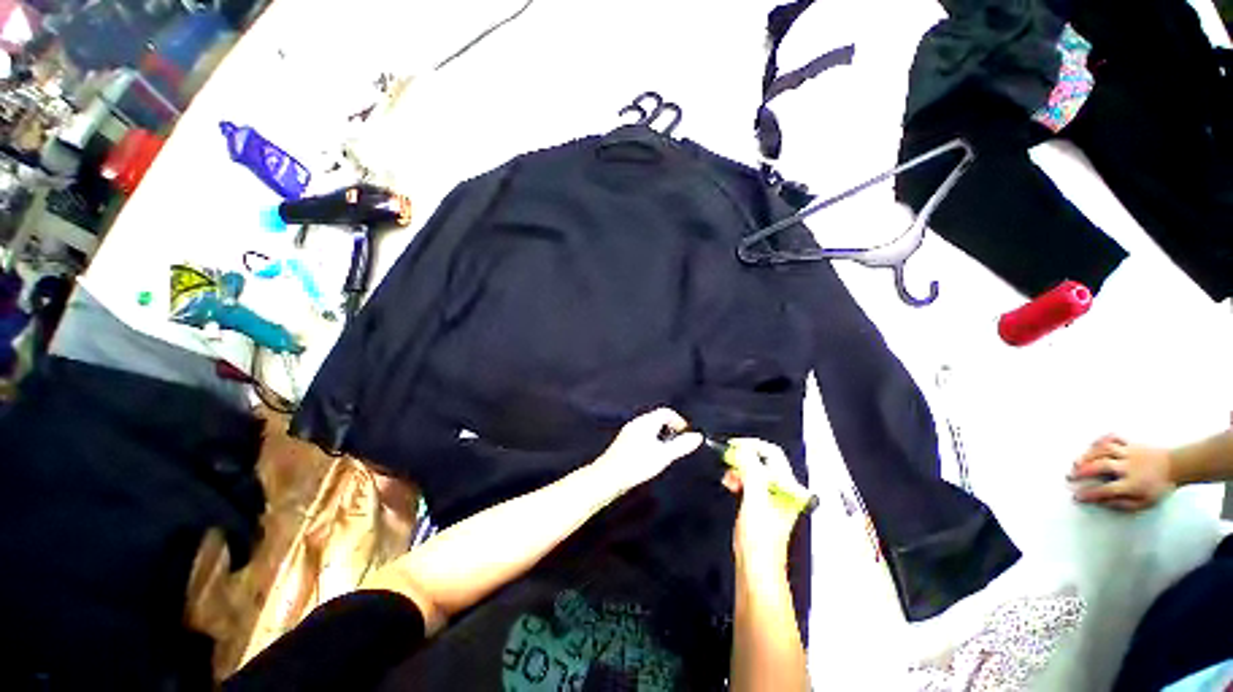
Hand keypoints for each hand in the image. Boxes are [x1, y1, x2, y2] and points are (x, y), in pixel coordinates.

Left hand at [593, 408, 702, 491]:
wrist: (608, 477)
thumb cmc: (637, 464)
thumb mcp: (663, 455)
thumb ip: (681, 445)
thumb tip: (698, 436)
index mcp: (646, 422)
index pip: (665, 412)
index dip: (679, 420)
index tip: (687, 434)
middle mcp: (636, 423)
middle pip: (657, 418)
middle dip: (670, 428)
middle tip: (680, 442)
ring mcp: (628, 432)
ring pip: (649, 428)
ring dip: (661, 435)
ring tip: (668, 451)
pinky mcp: (623, 443)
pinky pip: (642, 435)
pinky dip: (652, 441)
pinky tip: (652, 456)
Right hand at [721, 439, 804, 571]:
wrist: (756, 568)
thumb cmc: (758, 538)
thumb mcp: (754, 500)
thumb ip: (751, 471)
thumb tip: (742, 449)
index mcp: (788, 487)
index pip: (772, 453)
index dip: (752, 445)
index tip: (732, 445)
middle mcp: (783, 489)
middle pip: (763, 461)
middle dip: (743, 458)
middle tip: (726, 460)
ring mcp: (773, 497)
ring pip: (754, 470)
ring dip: (739, 469)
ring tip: (727, 478)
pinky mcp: (761, 504)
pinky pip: (750, 481)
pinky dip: (739, 479)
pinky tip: (730, 485)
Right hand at [1069, 434, 1175, 511]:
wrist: (1178, 465)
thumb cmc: (1159, 486)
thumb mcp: (1146, 502)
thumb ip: (1124, 504)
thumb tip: (1104, 502)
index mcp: (1132, 484)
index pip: (1107, 490)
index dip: (1090, 494)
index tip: (1077, 497)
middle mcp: (1128, 467)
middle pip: (1102, 466)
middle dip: (1084, 470)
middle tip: (1070, 475)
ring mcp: (1129, 452)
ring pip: (1104, 450)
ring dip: (1088, 455)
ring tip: (1076, 462)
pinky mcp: (1130, 443)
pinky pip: (1114, 438)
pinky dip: (1101, 440)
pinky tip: (1092, 446)